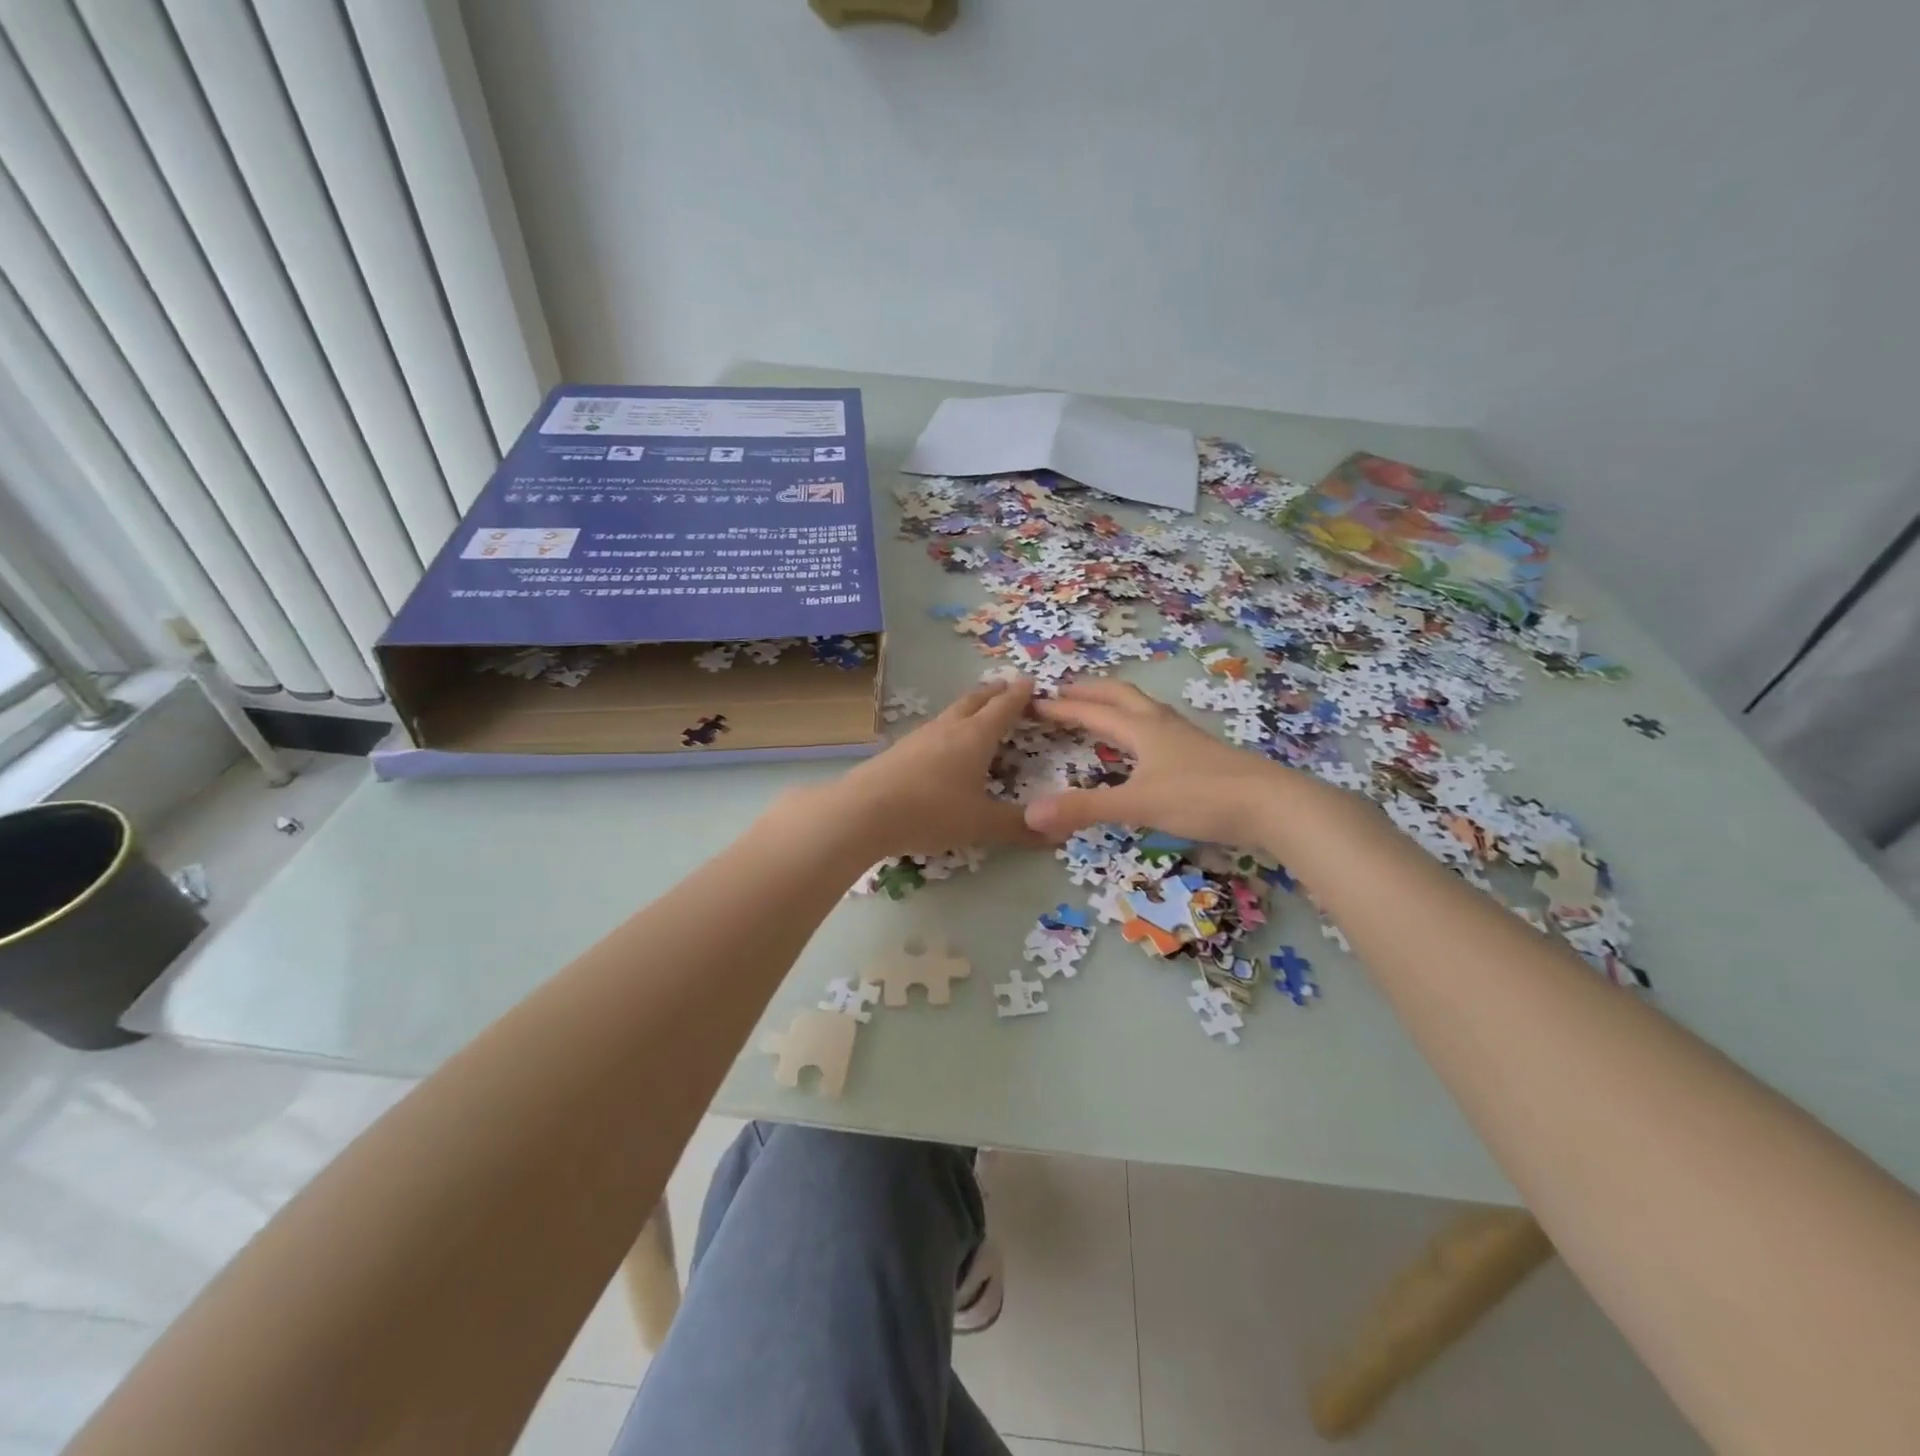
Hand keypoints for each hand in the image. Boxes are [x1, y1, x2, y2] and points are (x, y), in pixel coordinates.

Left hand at [810, 678, 1043, 858]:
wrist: (862, 812)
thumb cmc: (930, 812)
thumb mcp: (980, 824)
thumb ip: (1017, 827)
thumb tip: (1057, 833)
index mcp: (975, 737)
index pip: (1003, 708)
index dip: (1019, 695)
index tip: (1030, 682)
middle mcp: (948, 728)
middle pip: (974, 701)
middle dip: (993, 692)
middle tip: (1005, 686)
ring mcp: (919, 737)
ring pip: (950, 713)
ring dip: (968, 707)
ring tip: (977, 711)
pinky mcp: (898, 751)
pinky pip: (932, 731)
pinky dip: (947, 728)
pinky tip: (941, 744)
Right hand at [1024, 680, 1294, 846]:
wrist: (1272, 804)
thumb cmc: (1202, 798)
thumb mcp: (1137, 805)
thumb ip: (1085, 809)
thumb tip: (1030, 814)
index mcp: (1143, 730)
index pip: (1093, 712)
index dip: (1063, 708)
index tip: (1035, 702)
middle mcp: (1163, 725)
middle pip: (1121, 696)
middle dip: (1090, 691)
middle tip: (1065, 690)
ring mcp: (1187, 737)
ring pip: (1145, 708)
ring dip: (1117, 703)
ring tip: (1102, 709)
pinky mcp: (1203, 753)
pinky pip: (1161, 726)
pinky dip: (1140, 724)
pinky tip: (1147, 744)